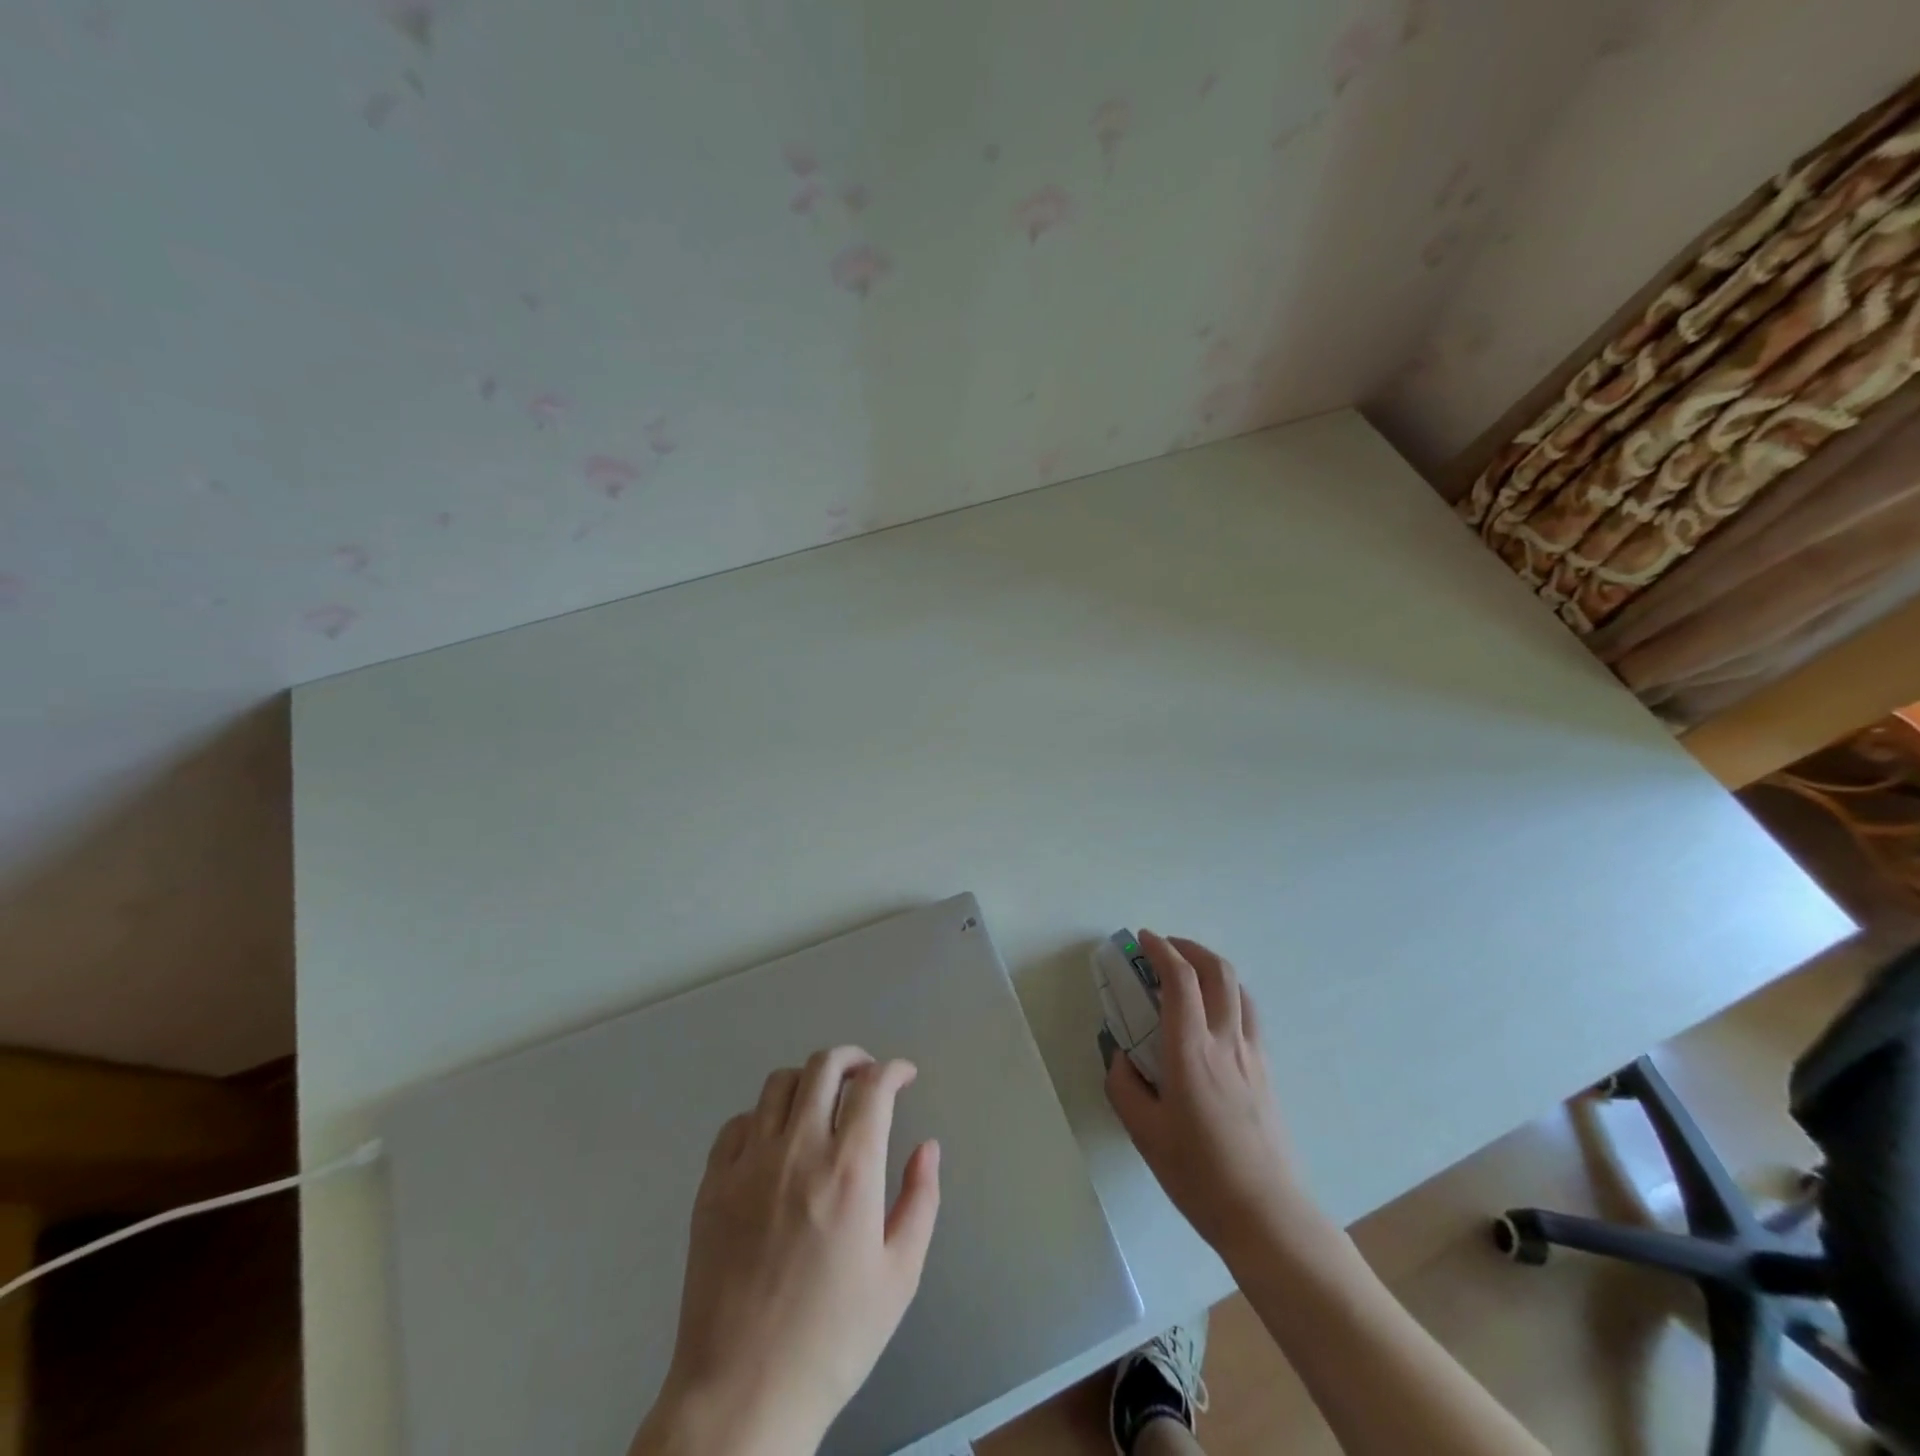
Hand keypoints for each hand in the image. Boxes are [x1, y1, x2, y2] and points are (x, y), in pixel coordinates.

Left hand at [634, 1047, 940, 1455]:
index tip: (905, 1076)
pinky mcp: (712, 1184)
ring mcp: (749, 1163)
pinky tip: (774, 1141)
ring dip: (809, 1081)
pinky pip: (737, 1123)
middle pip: (824, 1066)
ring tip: (822, 1102)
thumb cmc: (833, 1340)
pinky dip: (763, 1117)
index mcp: (849, 1170)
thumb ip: (920, 1200)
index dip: (894, 1070)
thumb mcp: (899, 1277)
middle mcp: (798, 1150)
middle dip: (853, 1058)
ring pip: (778, 1084)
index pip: (874, 1086)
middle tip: (866, 1076)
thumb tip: (927, 1146)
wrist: (742, 1395)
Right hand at [1105, 931, 1311, 1258]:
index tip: (1143, 939)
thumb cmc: (1200, 1175)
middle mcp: (1226, 1042)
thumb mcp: (1144, 1133)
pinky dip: (1227, 994)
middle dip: (1189, 947)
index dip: (1161, 950)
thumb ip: (1124, 1087)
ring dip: (1212, 967)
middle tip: (1164, 948)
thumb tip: (1120, 1058)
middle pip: (1218, 971)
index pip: (1180, 980)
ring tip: (1188, 974)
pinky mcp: (1267, 1071)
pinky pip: (1248, 1014)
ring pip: (1239, 989)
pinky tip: (1211, 1015)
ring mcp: (1252, 1055)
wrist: (1267, 1216)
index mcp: (1191, 1052)